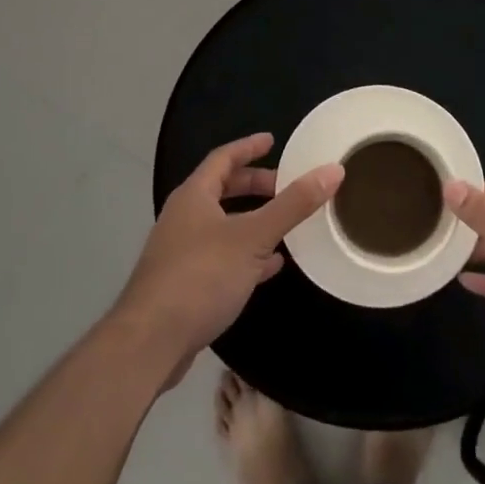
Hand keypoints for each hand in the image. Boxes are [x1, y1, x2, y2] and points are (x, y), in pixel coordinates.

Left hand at [113, 133, 341, 379]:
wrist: (150, 342)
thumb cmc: (200, 276)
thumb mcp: (253, 237)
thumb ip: (293, 205)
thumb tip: (333, 170)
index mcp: (194, 196)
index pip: (223, 158)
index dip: (248, 147)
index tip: (273, 141)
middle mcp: (183, 218)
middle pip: (222, 190)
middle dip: (254, 185)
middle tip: (286, 186)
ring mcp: (181, 252)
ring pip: (223, 224)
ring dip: (252, 220)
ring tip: (285, 223)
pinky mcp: (185, 284)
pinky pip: (222, 257)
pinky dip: (247, 253)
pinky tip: (271, 266)